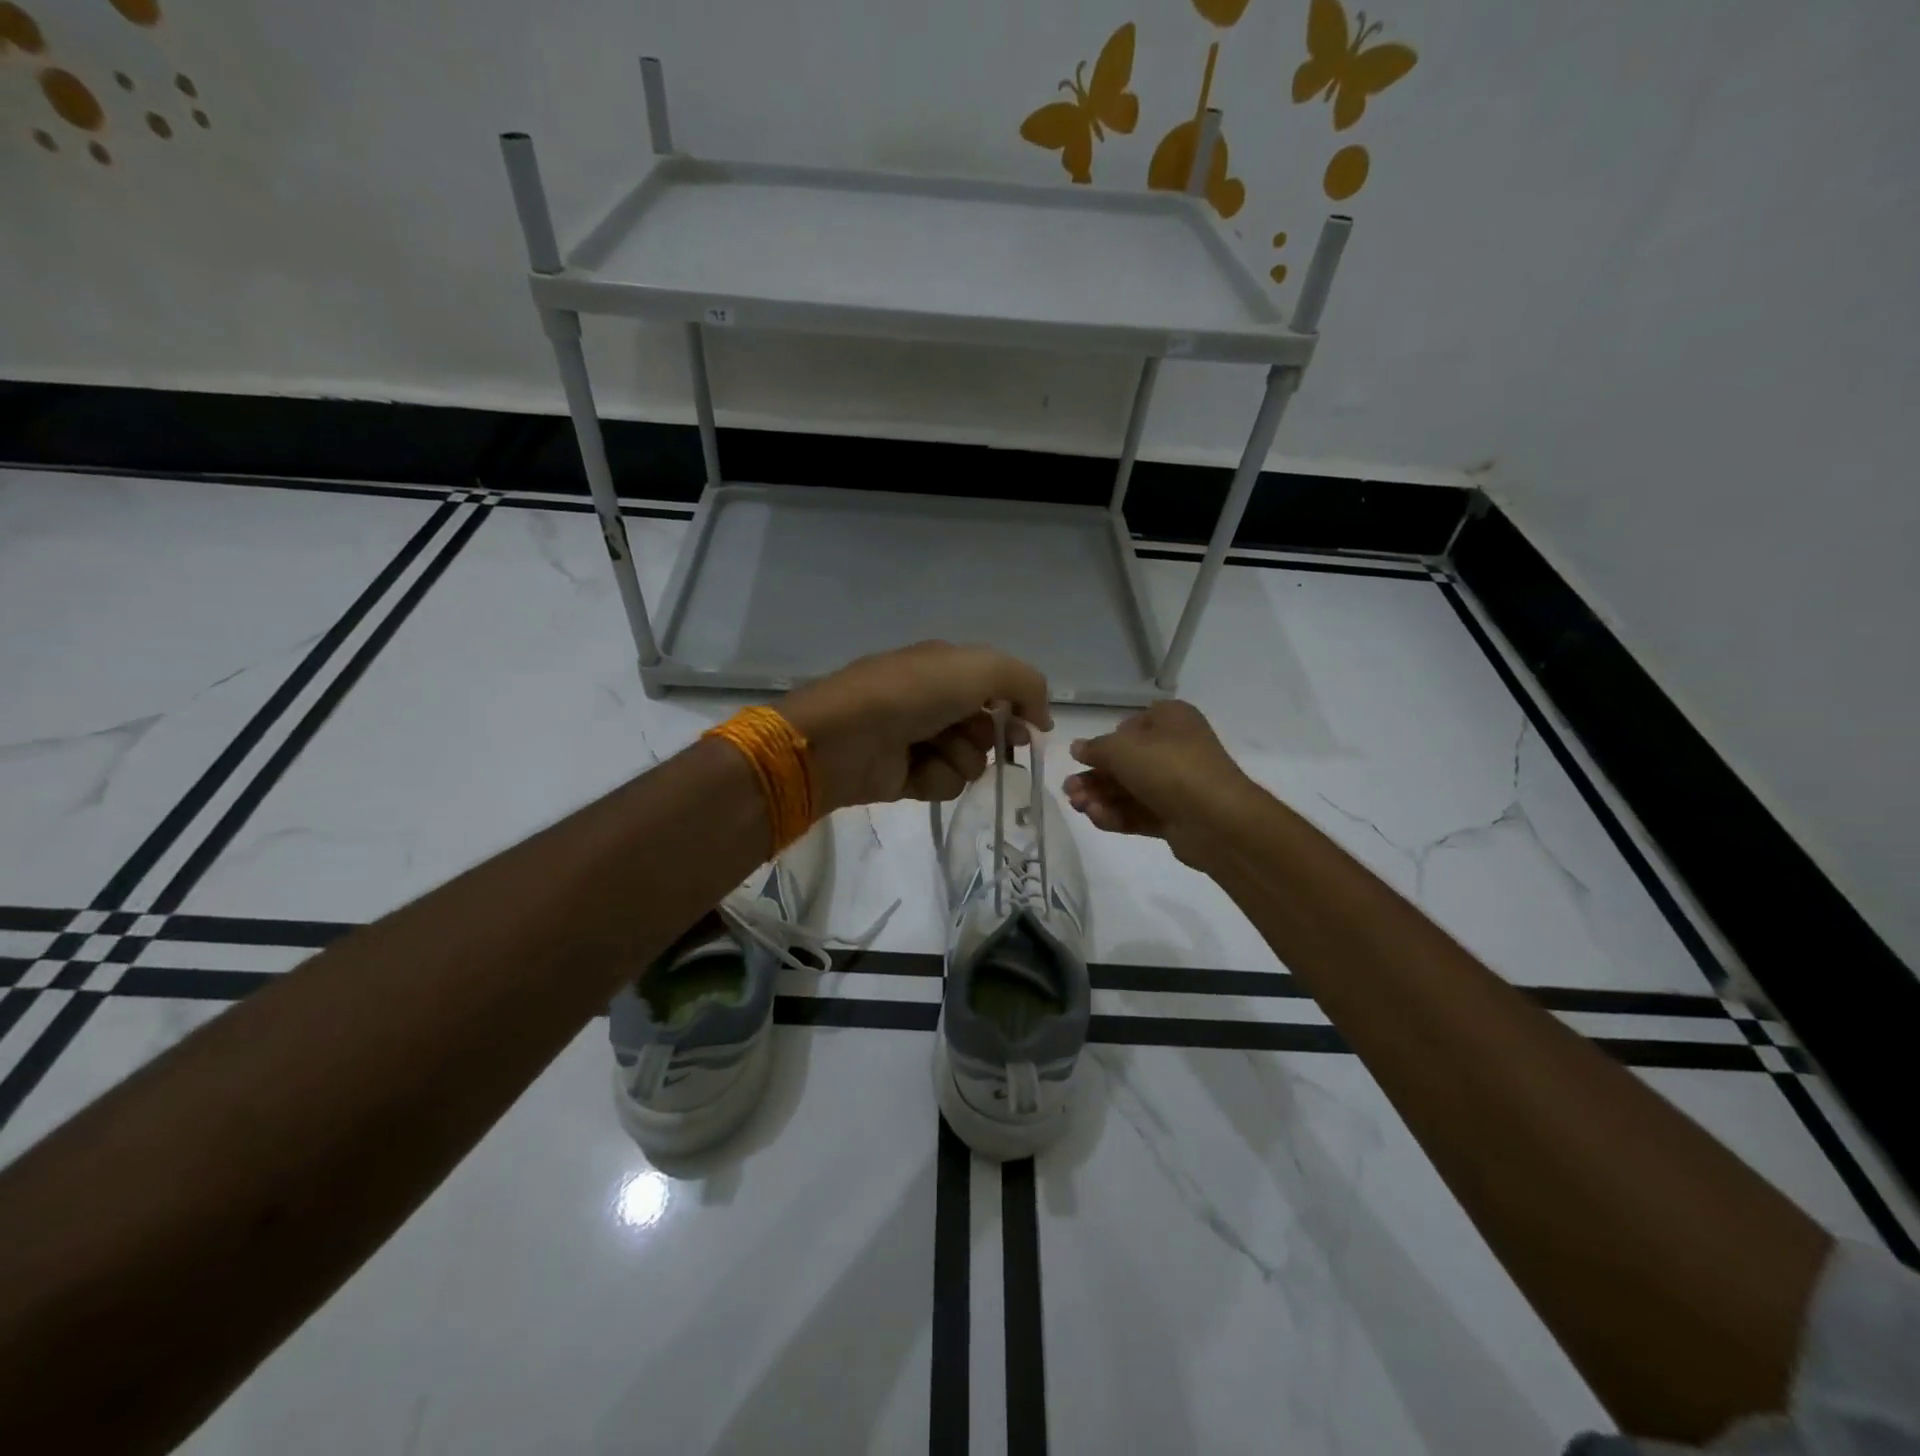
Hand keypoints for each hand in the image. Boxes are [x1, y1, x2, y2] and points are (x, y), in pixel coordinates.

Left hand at [781, 642, 1051, 812]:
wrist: (847, 736)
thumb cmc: (913, 693)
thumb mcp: (979, 668)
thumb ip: (1025, 683)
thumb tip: (1041, 719)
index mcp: (945, 667)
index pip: (997, 687)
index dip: (1018, 706)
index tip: (1032, 727)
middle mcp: (934, 701)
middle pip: (988, 728)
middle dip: (993, 736)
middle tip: (989, 739)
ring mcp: (919, 740)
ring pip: (971, 760)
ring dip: (963, 757)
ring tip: (936, 749)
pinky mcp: (907, 776)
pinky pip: (945, 783)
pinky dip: (937, 777)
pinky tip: (917, 769)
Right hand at [1064, 700, 1253, 864]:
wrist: (1216, 819)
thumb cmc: (1168, 768)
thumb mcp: (1121, 749)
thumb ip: (1095, 749)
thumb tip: (1078, 748)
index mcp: (1171, 720)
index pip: (1131, 726)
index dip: (1106, 741)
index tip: (1085, 757)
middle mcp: (1175, 749)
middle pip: (1125, 763)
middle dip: (1094, 778)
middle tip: (1069, 791)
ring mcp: (1177, 785)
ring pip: (1129, 790)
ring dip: (1100, 798)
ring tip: (1078, 807)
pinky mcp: (1175, 817)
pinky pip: (1139, 812)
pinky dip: (1117, 815)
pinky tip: (1096, 818)